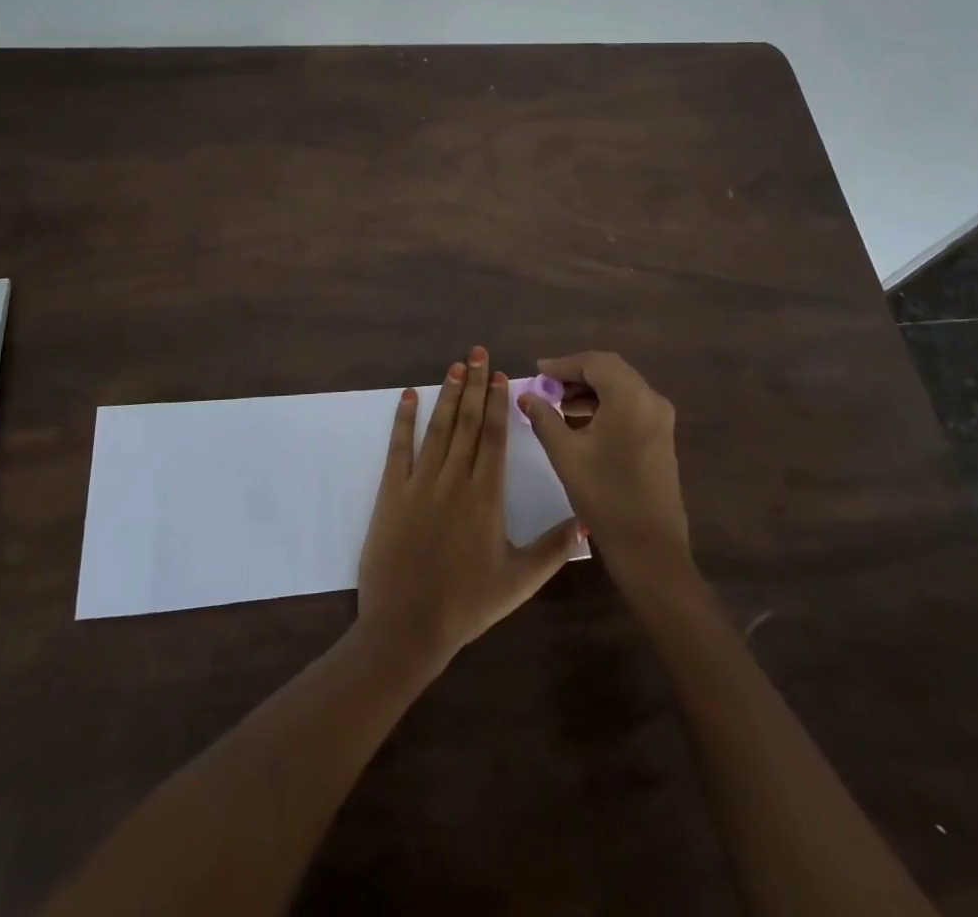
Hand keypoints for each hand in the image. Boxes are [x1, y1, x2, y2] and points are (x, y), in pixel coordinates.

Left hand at [357, 347, 582, 669]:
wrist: (407, 626)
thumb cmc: (466, 604)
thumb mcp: (519, 581)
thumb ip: (553, 549)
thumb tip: (587, 523)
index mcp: (486, 496)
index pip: (495, 437)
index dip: (499, 403)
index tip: (502, 375)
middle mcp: (455, 479)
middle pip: (469, 422)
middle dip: (476, 385)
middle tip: (479, 352)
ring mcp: (420, 482)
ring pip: (438, 428)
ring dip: (448, 394)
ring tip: (456, 365)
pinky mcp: (391, 492)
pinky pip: (399, 447)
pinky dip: (403, 419)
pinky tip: (408, 395)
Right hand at [521, 351, 689, 580]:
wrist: (649, 546)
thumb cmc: (604, 494)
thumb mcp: (565, 453)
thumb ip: (544, 417)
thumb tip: (527, 395)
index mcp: (629, 396)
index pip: (593, 362)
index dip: (562, 364)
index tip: (537, 371)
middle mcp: (651, 399)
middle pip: (610, 370)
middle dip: (576, 375)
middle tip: (546, 386)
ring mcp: (660, 418)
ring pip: (621, 388)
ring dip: (590, 390)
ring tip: (558, 405)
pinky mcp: (661, 436)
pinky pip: (630, 406)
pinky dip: (605, 405)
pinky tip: (581, 423)